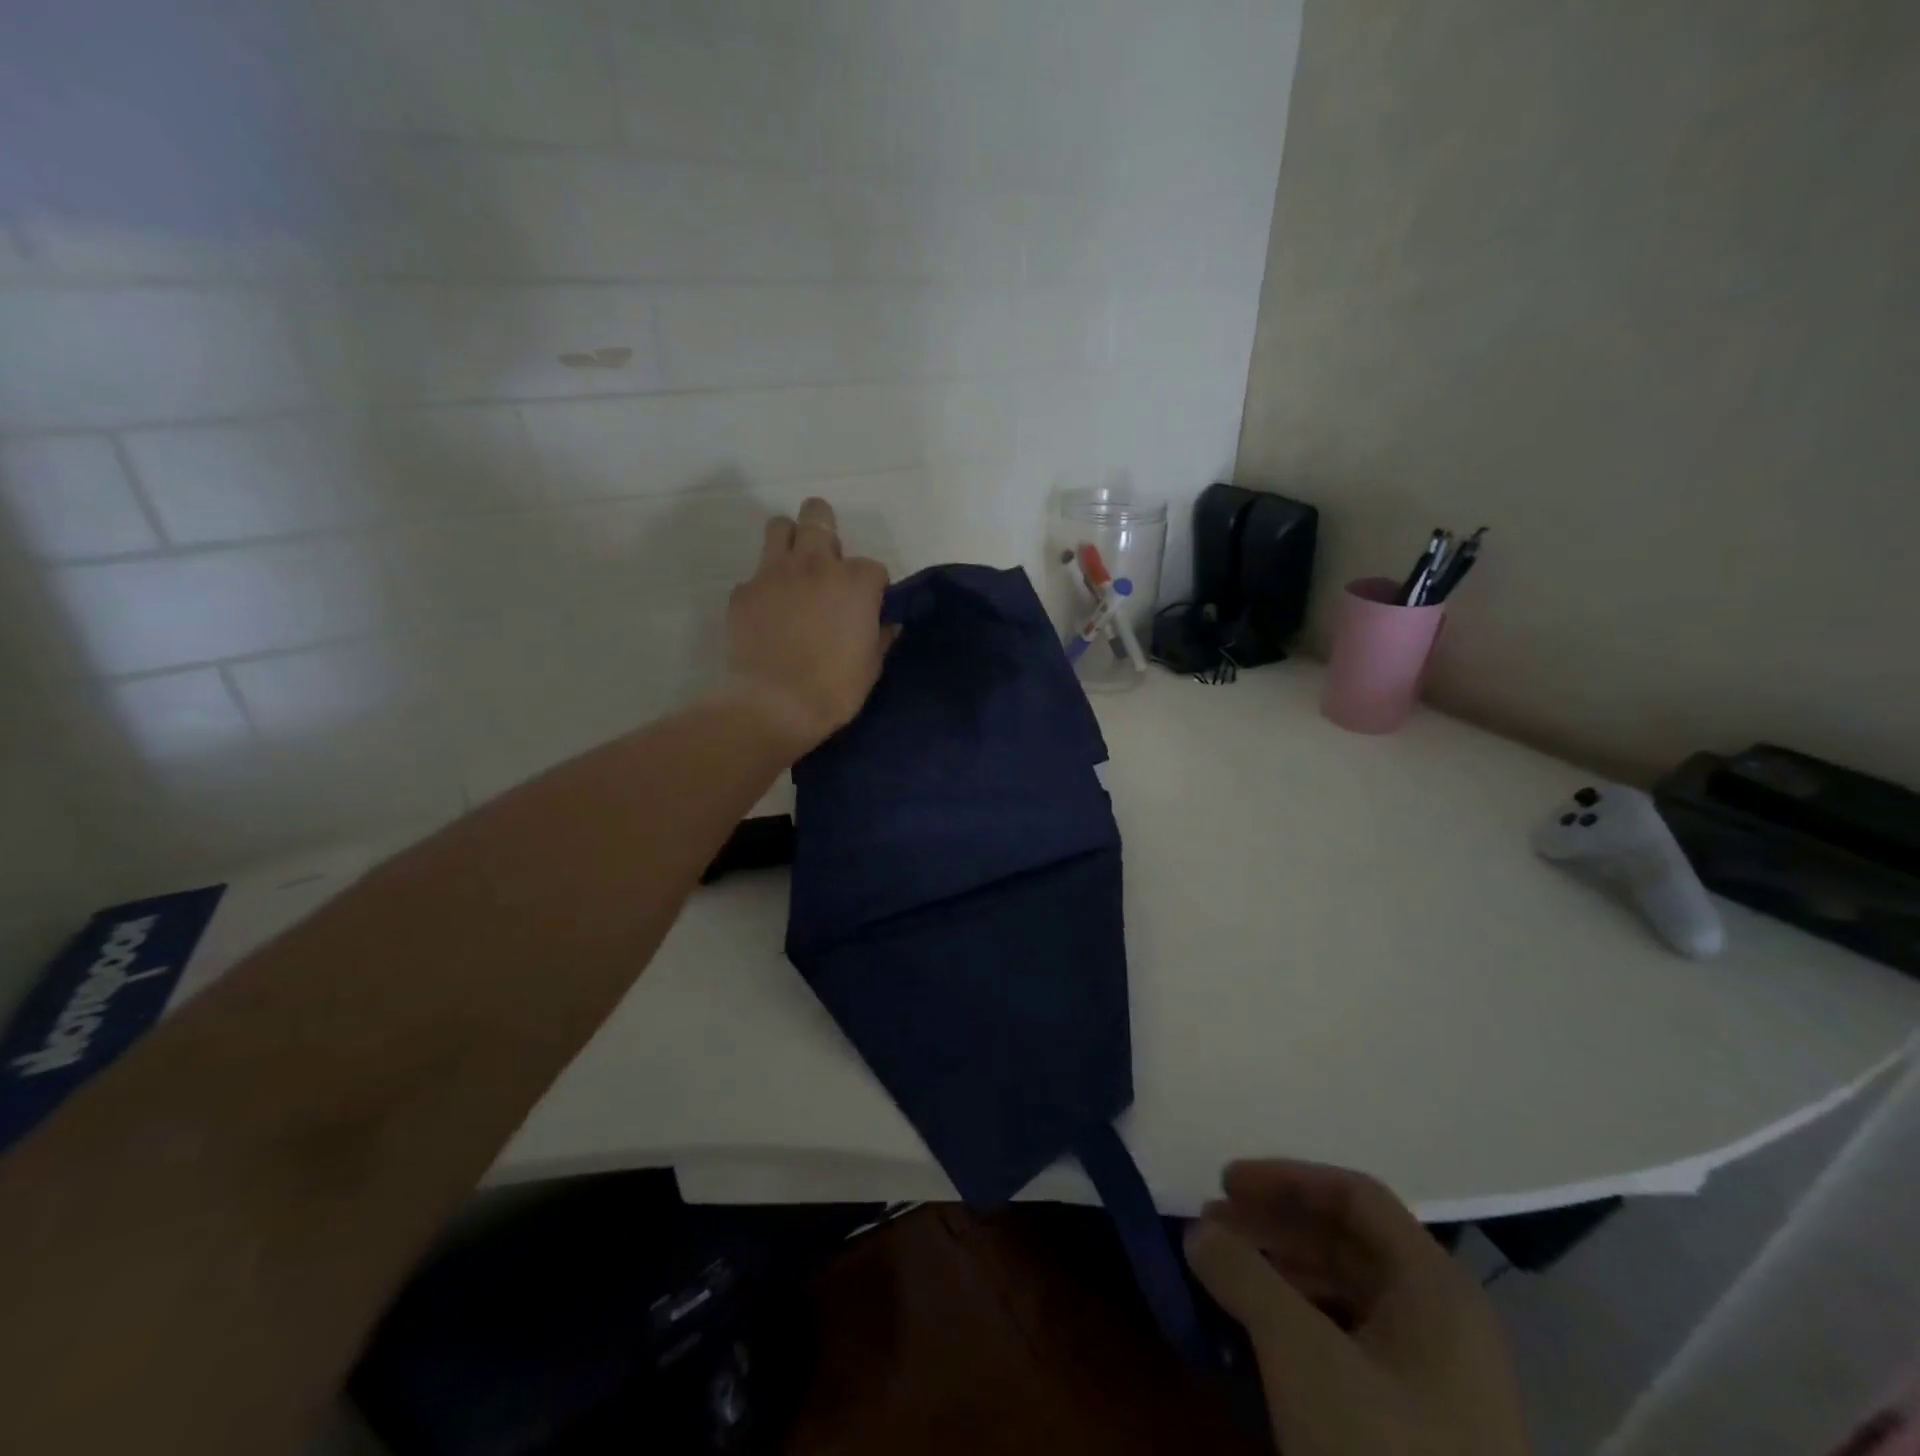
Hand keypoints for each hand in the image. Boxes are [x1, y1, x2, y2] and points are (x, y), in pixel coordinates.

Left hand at [724, 497, 892, 755]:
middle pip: (818, 516)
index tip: (867, 607)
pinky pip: (754, 576)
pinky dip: (764, 589)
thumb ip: (879, 635)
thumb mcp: (871, 665)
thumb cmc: (834, 689)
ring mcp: (773, 574)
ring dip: (789, 541)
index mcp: (855, 582)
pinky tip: (767, 615)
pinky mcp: (743, 591)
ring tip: (793, 571)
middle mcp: (815, 565)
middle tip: (826, 561)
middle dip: (825, 529)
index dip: (871, 586)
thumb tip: (885, 623)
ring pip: (779, 527)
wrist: (775, 706)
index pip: (872, 566)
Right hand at [1184, 1161, 1527, 1455]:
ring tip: (1221, 1277)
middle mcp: (1445, 1323)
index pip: (1354, 1196)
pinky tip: (1256, 1339)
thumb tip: (1199, 1233)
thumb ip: (1243, 1276)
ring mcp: (1439, 1384)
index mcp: (1436, 1288)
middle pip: (1348, 1243)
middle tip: (1208, 1228)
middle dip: (1273, 1227)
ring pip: (1347, 1295)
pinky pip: (1352, 1346)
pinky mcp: (1422, 1433)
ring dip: (1281, 1274)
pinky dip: (1299, 1326)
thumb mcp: (1301, 1355)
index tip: (1223, 1183)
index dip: (1285, 1179)